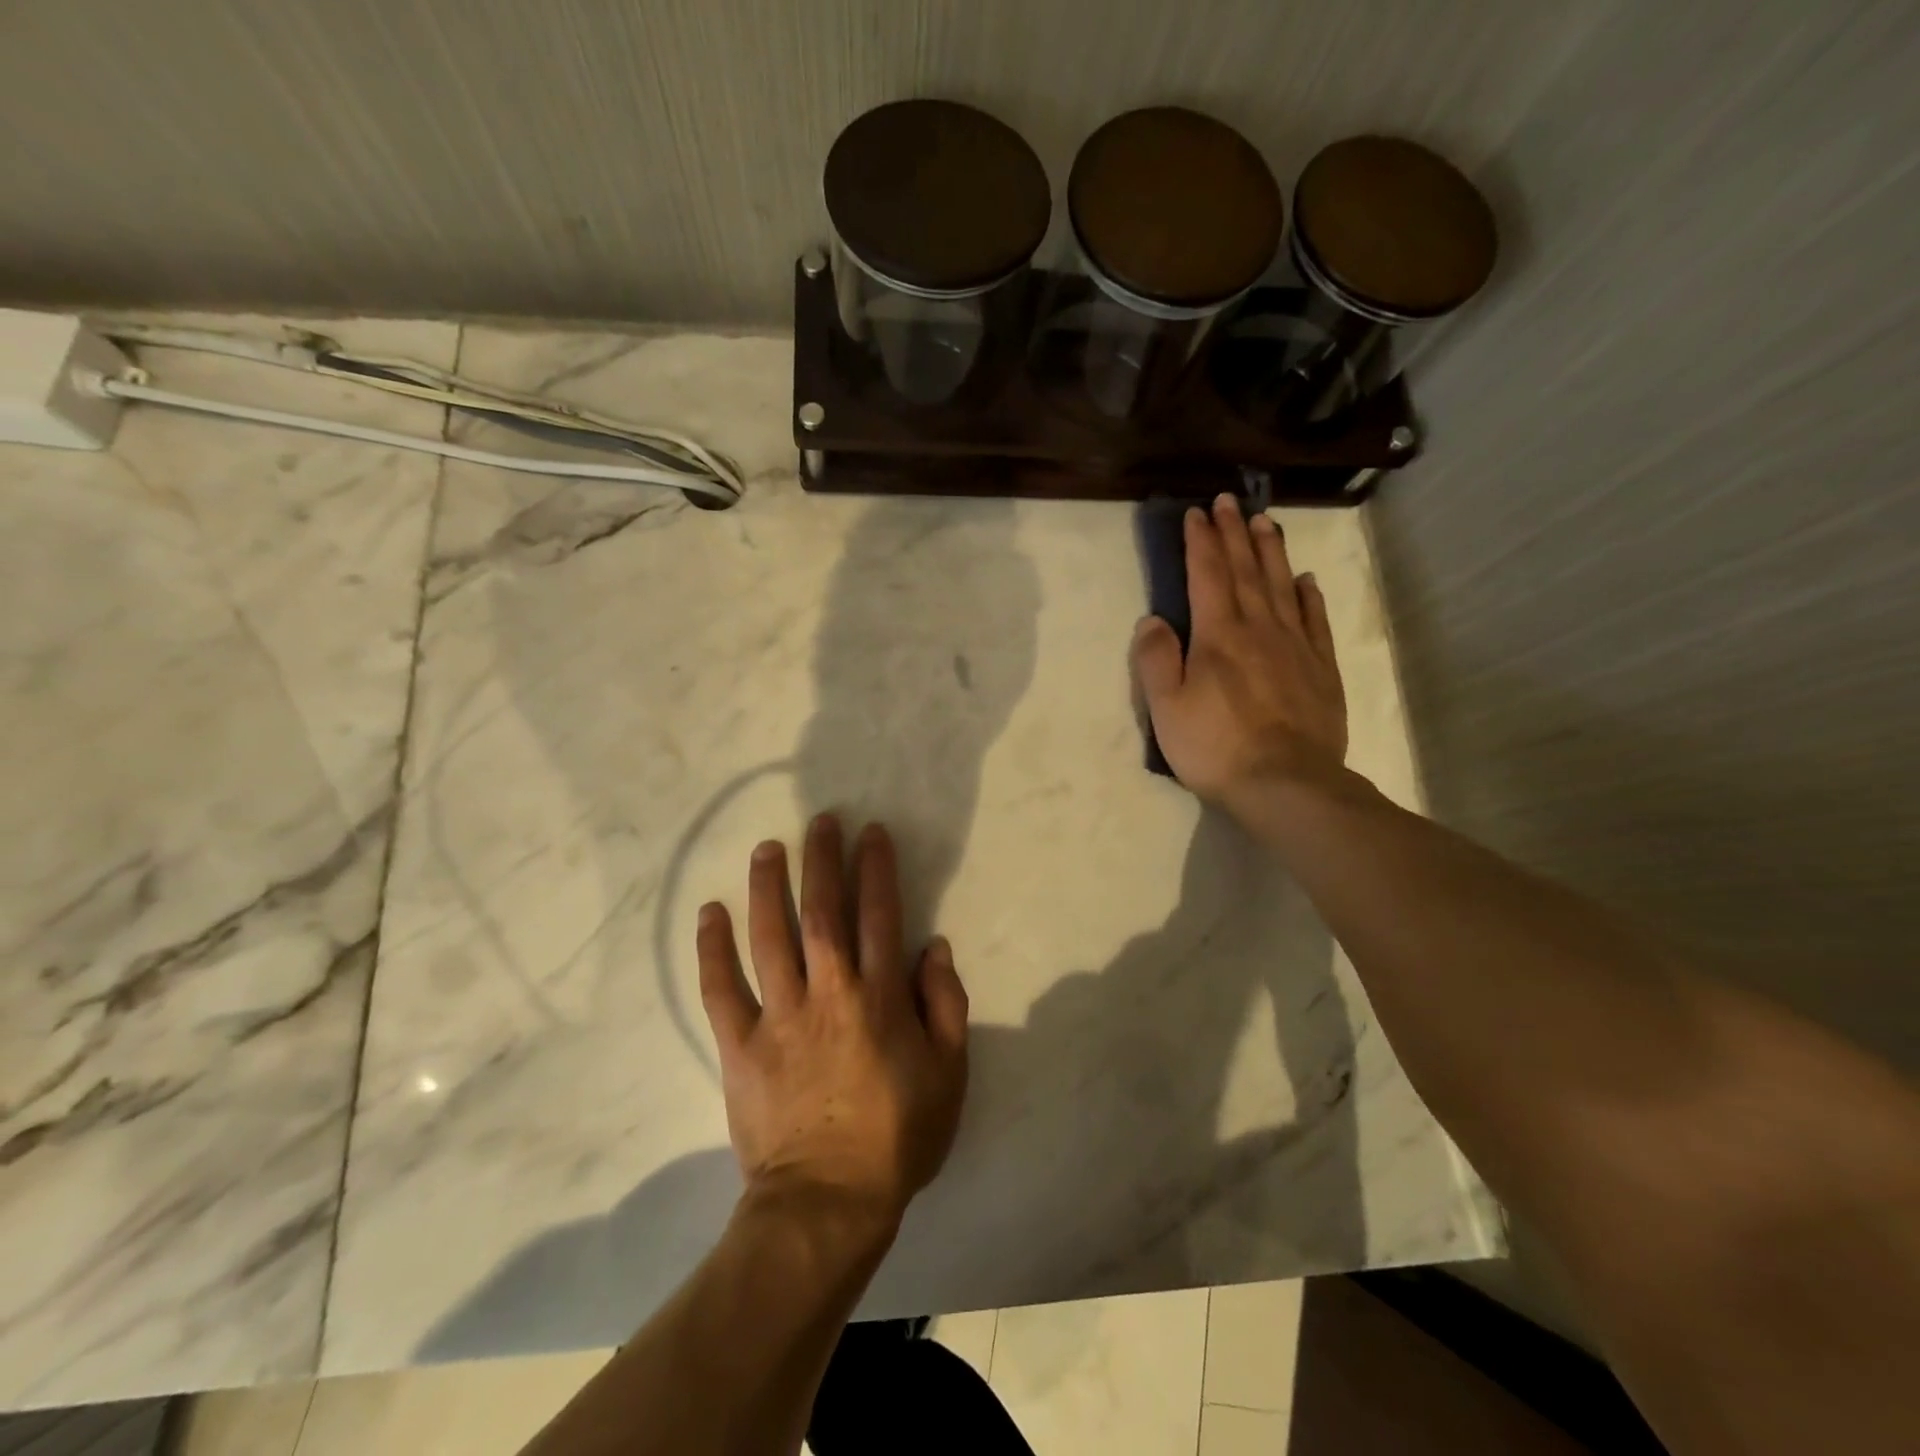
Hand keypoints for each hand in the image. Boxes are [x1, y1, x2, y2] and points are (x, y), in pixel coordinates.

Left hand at [697, 815, 969, 1234]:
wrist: (827, 1203)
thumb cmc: (897, 1137)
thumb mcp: (949, 1074)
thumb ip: (946, 1005)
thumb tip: (933, 947)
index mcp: (879, 998)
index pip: (879, 914)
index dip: (876, 868)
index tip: (870, 833)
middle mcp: (828, 992)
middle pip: (822, 911)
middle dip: (822, 860)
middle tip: (819, 821)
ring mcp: (779, 1016)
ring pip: (769, 937)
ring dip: (767, 887)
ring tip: (766, 848)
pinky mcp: (739, 1045)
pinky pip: (720, 989)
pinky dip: (712, 949)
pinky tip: (709, 912)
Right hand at [1132, 494, 1347, 809]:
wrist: (1287, 784)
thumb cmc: (1216, 747)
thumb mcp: (1166, 709)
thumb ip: (1156, 660)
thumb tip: (1152, 620)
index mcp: (1218, 636)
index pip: (1207, 576)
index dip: (1201, 542)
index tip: (1198, 513)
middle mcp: (1259, 629)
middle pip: (1246, 571)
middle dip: (1235, 534)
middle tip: (1230, 501)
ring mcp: (1295, 647)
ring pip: (1282, 586)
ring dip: (1271, 552)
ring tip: (1265, 522)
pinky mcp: (1321, 669)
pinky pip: (1315, 620)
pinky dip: (1308, 595)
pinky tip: (1305, 580)